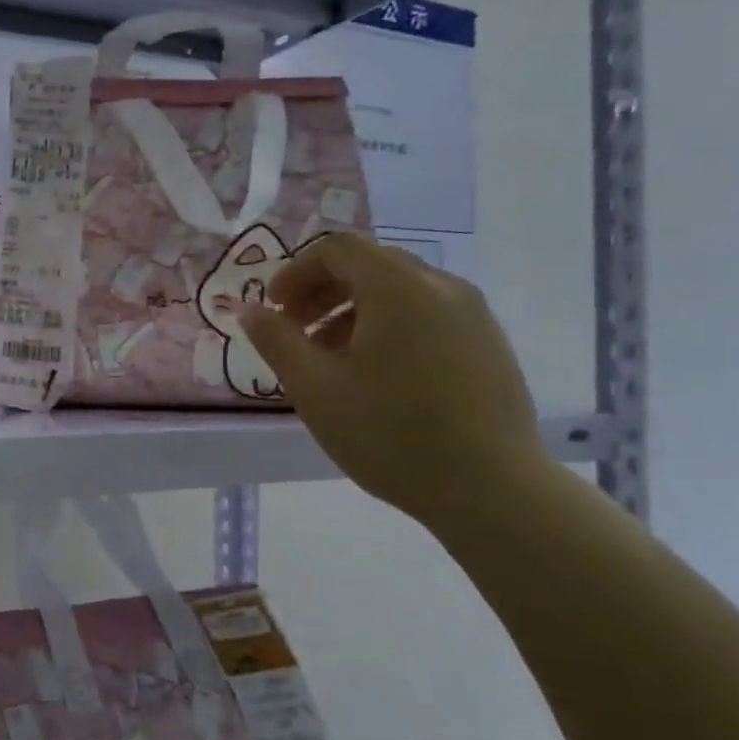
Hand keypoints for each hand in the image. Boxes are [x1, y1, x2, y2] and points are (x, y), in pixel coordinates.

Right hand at [239, 232, 549, 525]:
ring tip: (331, 360)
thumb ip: (275, 339)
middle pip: (370, 265)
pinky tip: (377, 377)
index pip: (337, 248)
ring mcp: (473, 315)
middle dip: (322, 291)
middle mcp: (441, 286)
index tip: (274, 310)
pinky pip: (428, 315)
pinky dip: (390, 327)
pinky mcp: (490, 345)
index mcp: (397, 287)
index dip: (296, 272)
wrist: (491, 490)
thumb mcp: (313, 387)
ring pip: (400, 291)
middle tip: (296, 333)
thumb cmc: (389, 433)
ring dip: (354, 311)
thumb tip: (247, 308)